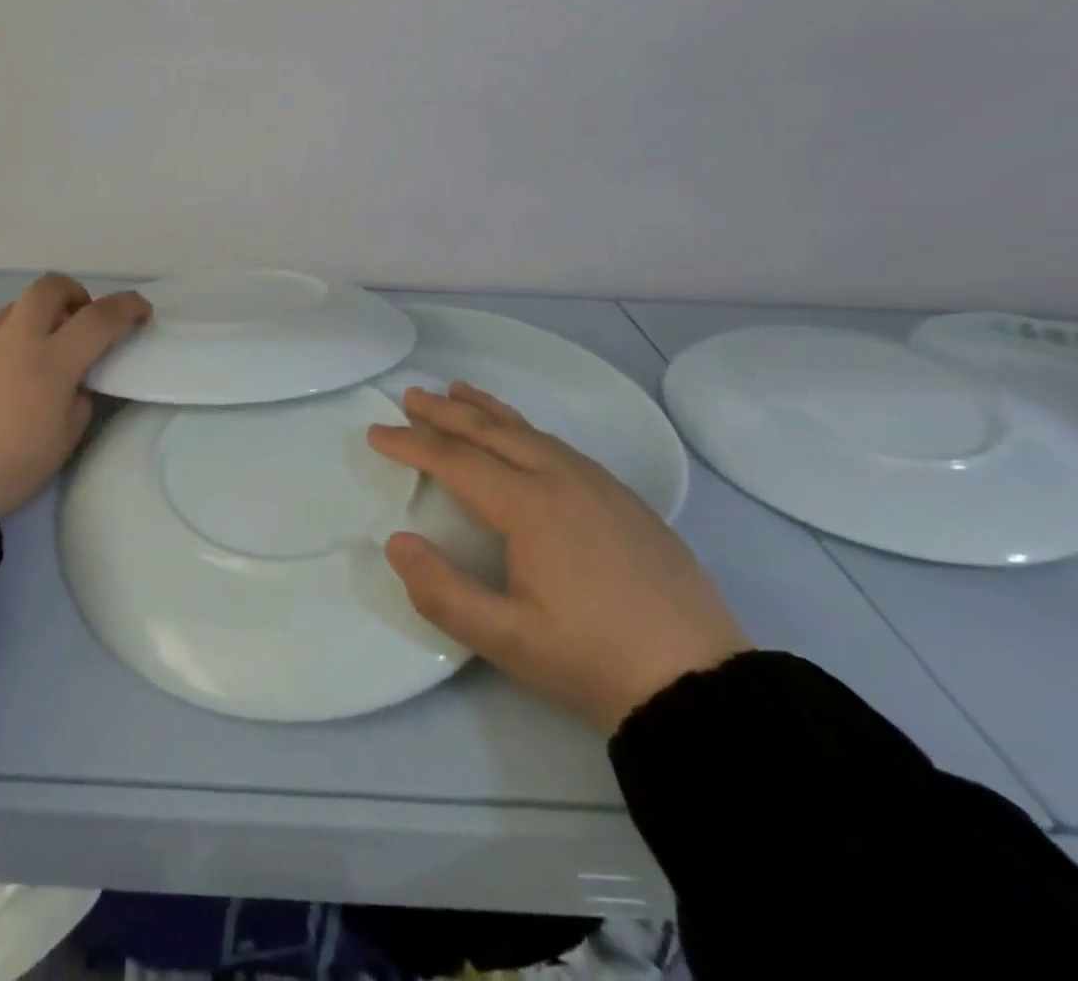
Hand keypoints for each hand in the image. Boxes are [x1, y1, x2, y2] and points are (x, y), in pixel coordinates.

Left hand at [0, 273, 150, 518]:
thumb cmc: (11, 466)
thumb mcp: (65, 440)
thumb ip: (80, 399)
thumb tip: (76, 381)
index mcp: (52, 361)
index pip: (99, 318)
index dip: (127, 307)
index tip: (142, 311)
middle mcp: (17, 340)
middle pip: (50, 287)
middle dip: (76, 293)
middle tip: (83, 321)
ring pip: (17, 306)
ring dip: (40, 315)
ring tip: (45, 349)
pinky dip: (13, 339)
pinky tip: (10, 374)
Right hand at [370, 383, 749, 735]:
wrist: (700, 684)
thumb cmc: (593, 660)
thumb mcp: (505, 639)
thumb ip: (441, 591)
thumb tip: (396, 542)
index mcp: (531, 506)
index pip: (456, 461)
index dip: (412, 444)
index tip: (376, 432)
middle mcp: (563, 479)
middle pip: (492, 431)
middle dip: (446, 412)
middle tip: (410, 395)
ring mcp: (600, 485)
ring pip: (530, 431)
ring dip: (487, 411)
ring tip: (458, 392)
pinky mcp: (625, 499)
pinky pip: (559, 446)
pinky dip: (524, 429)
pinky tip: (522, 437)